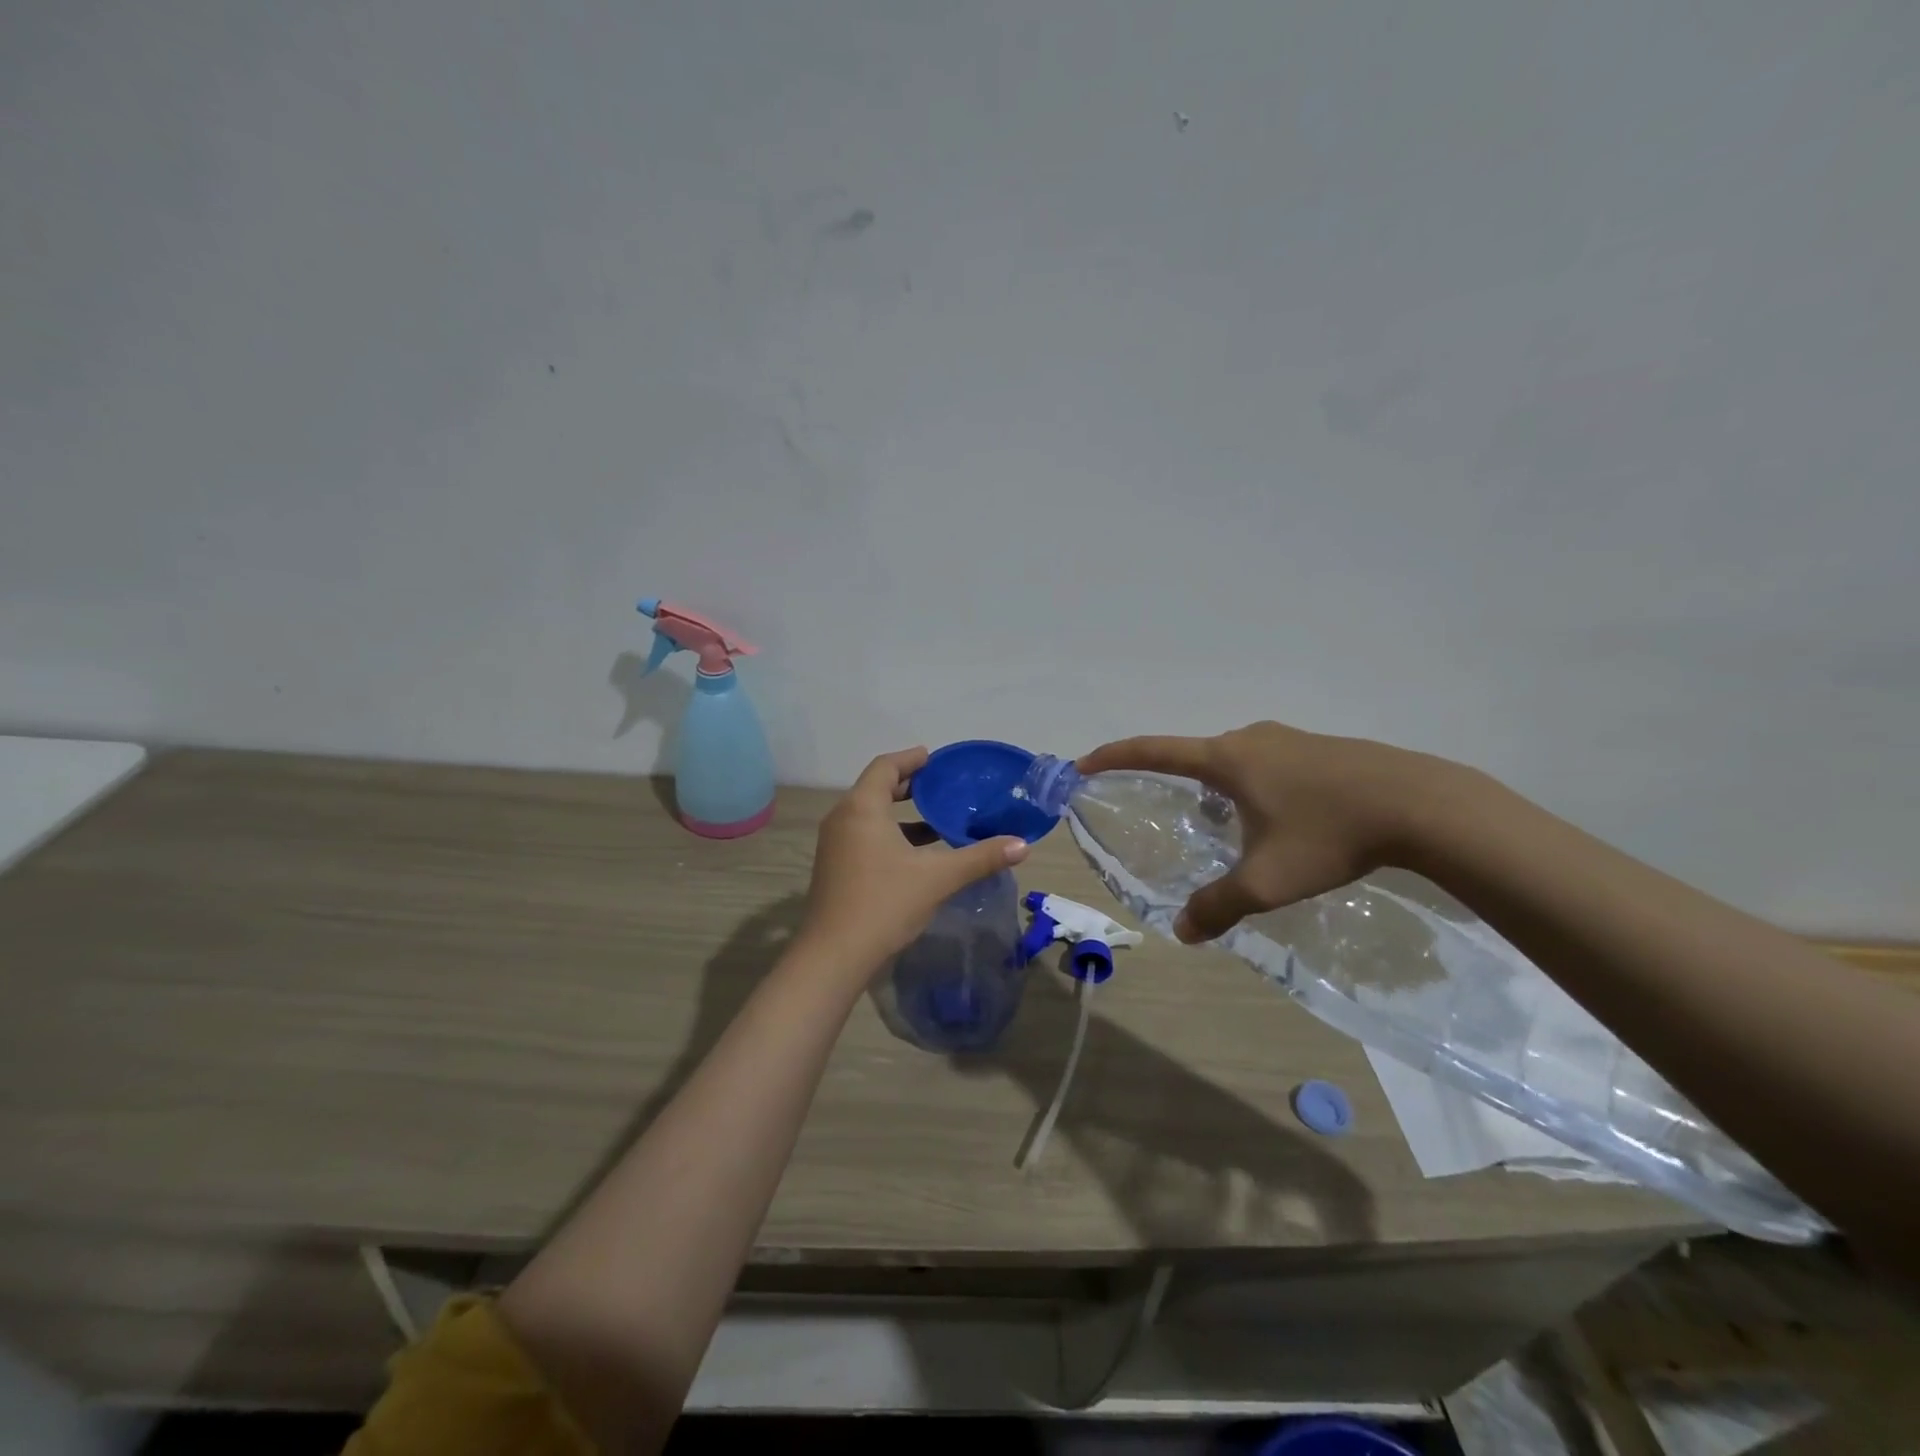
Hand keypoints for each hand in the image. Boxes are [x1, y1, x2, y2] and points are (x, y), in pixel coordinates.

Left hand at [799, 748, 1029, 975]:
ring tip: (936, 819)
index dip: (911, 759)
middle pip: (875, 788)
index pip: (885, 767)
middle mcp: (842, 818)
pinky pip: (864, 835)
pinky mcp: (835, 867)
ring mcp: (835, 845)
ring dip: (900, 813)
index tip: (936, 759)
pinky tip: (917, 854)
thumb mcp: (938, 878)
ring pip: (870, 815)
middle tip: (942, 786)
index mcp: (862, 808)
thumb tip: (1022, 845)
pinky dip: (890, 834)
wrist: (833, 956)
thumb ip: (980, 857)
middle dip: (908, 785)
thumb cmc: (884, 904)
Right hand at [1078, 721, 1443, 943]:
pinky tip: (1276, 819)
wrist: (1422, 805)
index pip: (1153, 750)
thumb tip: (1184, 932)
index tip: (1083, 764)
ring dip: (1216, 786)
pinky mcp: (1320, 748)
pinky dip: (1251, 786)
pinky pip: (1266, 764)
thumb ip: (1219, 906)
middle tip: (1162, 811)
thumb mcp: (1267, 880)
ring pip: (1233, 761)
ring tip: (1222, 826)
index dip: (1113, 757)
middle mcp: (1250, 740)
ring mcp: (1288, 739)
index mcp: (1226, 759)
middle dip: (1170, 780)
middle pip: (1194, 755)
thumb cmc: (1330, 835)